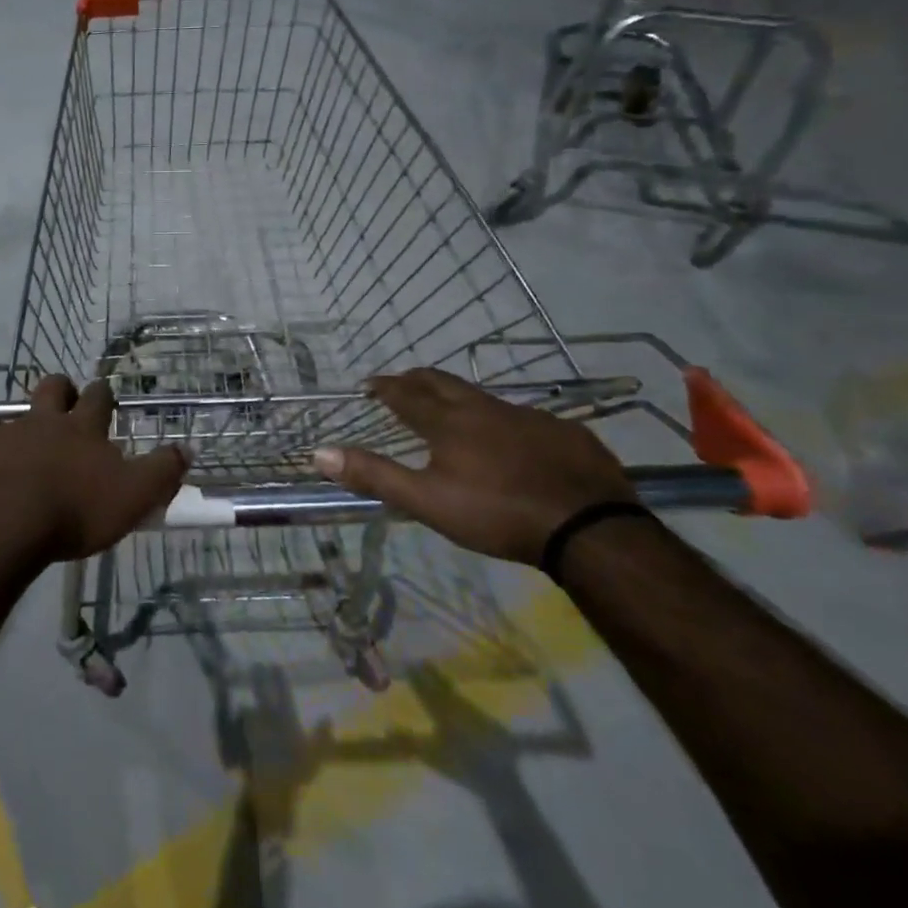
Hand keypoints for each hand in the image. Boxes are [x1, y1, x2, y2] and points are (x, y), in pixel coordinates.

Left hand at [0, 376, 187, 566]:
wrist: (4, 524)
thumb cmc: (75, 510)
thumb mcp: (134, 496)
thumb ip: (162, 472)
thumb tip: (186, 448)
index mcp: (82, 428)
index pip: (99, 397)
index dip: (103, 395)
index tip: (105, 398)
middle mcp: (43, 421)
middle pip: (53, 388)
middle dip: (63, 390)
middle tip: (66, 405)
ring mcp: (5, 434)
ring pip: (16, 415)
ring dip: (24, 424)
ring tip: (27, 446)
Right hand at [313, 369, 637, 564]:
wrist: (589, 528)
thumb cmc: (496, 513)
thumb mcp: (426, 501)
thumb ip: (374, 475)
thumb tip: (318, 453)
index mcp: (449, 423)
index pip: (407, 394)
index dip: (385, 387)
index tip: (369, 384)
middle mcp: (486, 409)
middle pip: (444, 383)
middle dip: (417, 379)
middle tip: (402, 382)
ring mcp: (531, 417)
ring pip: (486, 398)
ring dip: (461, 398)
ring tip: (453, 412)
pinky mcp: (566, 433)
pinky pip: (526, 418)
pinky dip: (505, 421)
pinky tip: (513, 441)